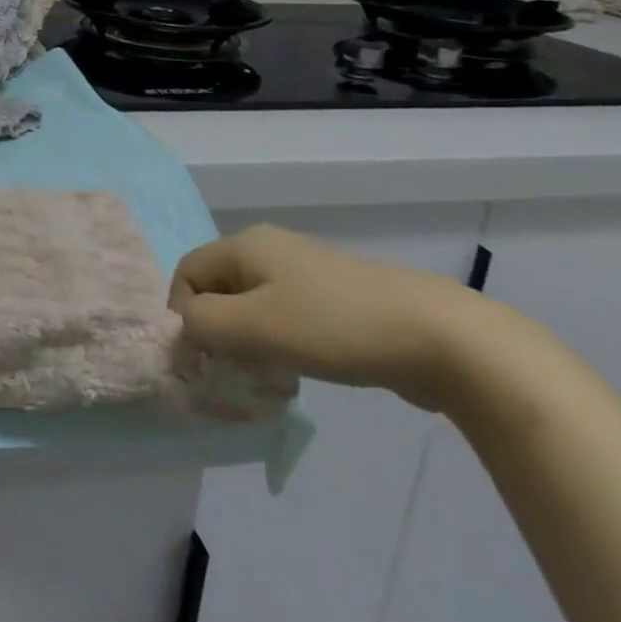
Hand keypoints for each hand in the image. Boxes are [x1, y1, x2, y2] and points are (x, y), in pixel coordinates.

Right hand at [171, 224, 480, 411]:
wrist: (439, 337)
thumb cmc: (333, 326)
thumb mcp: (254, 326)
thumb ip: (202, 323)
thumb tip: (185, 326)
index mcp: (245, 245)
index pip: (186, 272)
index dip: (182, 313)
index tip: (202, 357)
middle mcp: (268, 249)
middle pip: (217, 288)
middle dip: (215, 331)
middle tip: (230, 371)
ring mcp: (304, 272)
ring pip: (250, 306)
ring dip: (246, 342)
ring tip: (265, 376)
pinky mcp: (333, 298)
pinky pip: (283, 317)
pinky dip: (277, 343)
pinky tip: (296, 370)